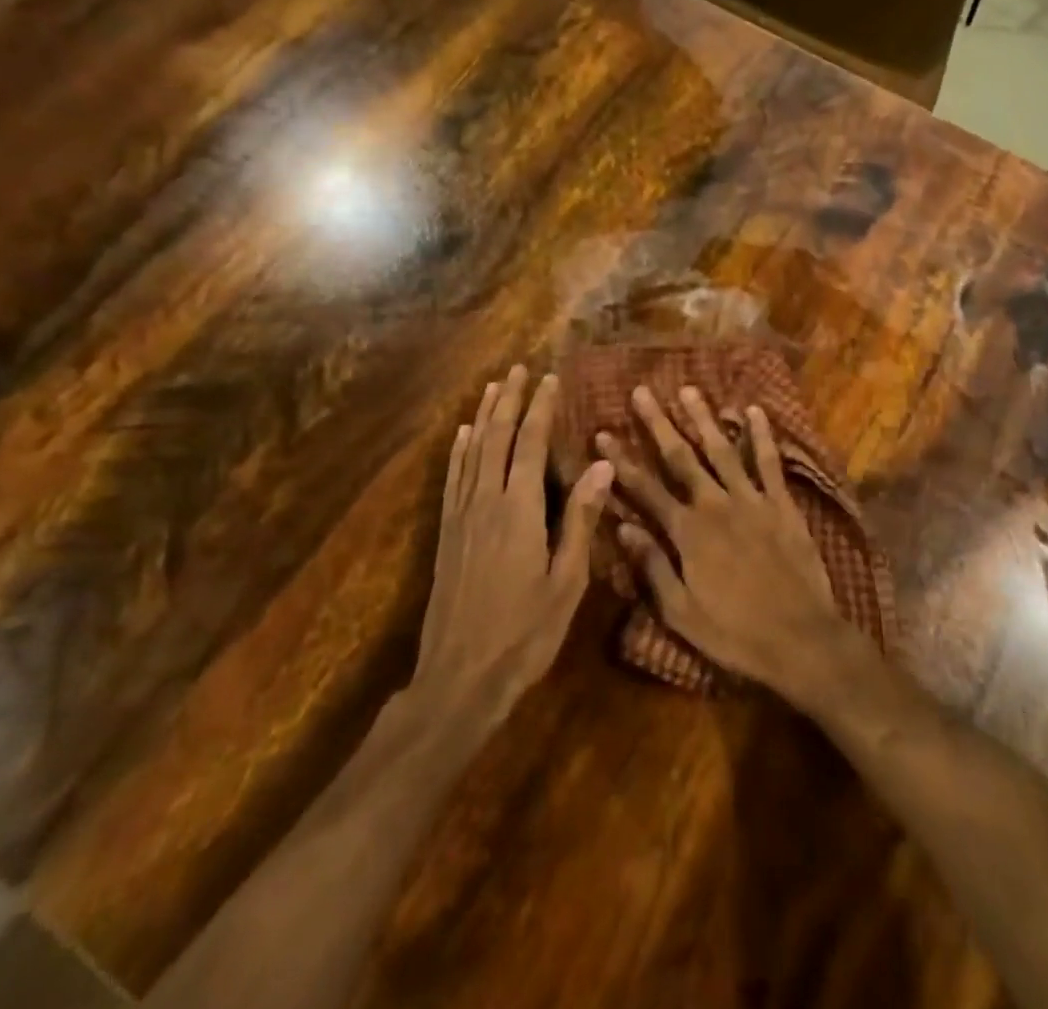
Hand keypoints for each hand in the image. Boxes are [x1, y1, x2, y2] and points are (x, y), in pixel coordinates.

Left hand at [414, 366, 613, 729]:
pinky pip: (452, 479)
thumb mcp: (567, 581)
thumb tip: (601, 464)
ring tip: (493, 387)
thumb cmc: (525, 633)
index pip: (531, 444)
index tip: (550, 378)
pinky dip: (458, 451)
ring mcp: (461, 517)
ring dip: (483, 416)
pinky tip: (461, 435)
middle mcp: (485, 502)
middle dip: (509, 400)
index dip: (541, 409)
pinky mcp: (446, 534)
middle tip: (519, 369)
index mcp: (519, 510)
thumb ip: (581, 519)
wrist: (460, 679)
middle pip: (496, 438)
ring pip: (471, 452)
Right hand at [596, 385, 868, 702]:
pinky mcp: (782, 504)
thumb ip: (652, 567)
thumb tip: (621, 527)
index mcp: (687, 533)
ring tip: (687, 389)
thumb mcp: (681, 613)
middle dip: (658, 423)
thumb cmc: (735, 634)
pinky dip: (762, 435)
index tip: (602, 432)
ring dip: (703, 418)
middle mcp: (715, 505)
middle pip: (680, 457)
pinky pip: (770, 462)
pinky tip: (754, 410)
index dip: (621, 459)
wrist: (800, 639)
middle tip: (641, 391)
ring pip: (722, 450)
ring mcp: (751, 500)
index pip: (645, 488)